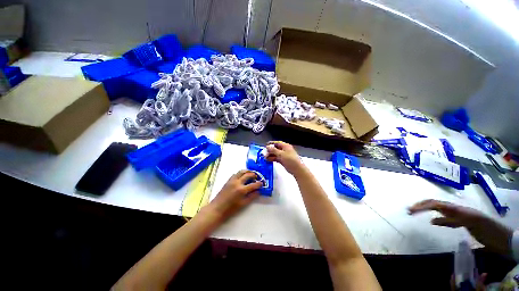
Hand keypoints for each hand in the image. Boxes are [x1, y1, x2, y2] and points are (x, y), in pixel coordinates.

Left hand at [206, 170, 261, 222]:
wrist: (217, 208)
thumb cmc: (230, 209)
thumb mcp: (243, 204)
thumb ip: (252, 196)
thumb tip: (258, 191)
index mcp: (242, 190)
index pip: (254, 184)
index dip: (259, 183)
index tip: (262, 183)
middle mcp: (237, 182)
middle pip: (248, 174)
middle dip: (254, 175)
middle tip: (257, 178)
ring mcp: (232, 180)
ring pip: (242, 171)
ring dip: (248, 172)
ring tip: (251, 174)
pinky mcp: (228, 180)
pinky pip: (236, 173)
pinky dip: (241, 173)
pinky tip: (243, 177)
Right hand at [265, 141, 304, 175]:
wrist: (297, 169)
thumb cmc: (290, 159)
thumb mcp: (281, 154)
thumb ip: (273, 150)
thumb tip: (267, 146)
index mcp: (285, 146)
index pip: (277, 143)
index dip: (271, 144)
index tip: (265, 145)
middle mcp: (284, 150)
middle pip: (276, 149)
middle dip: (270, 150)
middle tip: (264, 153)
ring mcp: (284, 155)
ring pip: (276, 154)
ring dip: (270, 155)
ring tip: (264, 157)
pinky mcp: (283, 161)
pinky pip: (277, 158)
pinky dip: (273, 159)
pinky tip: (268, 160)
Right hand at [408, 199, 482, 228]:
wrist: (502, 238)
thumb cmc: (488, 229)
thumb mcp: (473, 222)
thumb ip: (455, 218)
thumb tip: (434, 218)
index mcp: (458, 209)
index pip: (435, 204)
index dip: (422, 206)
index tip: (410, 211)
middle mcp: (457, 210)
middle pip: (435, 204)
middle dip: (421, 205)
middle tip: (409, 210)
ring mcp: (460, 216)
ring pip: (439, 210)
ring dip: (427, 209)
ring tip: (416, 212)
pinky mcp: (462, 222)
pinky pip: (446, 218)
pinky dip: (437, 218)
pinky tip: (433, 221)